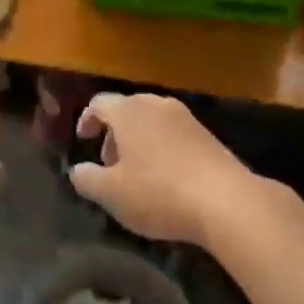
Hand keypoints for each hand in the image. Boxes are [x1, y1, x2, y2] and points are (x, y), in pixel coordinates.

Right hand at [68, 92, 256, 245]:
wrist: (226, 200)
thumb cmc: (159, 192)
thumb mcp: (112, 194)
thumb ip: (87, 179)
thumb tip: (77, 170)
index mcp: (129, 111)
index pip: (99, 103)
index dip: (87, 119)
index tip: (83, 140)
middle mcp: (156, 104)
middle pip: (127, 109)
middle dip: (113, 133)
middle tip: (109, 164)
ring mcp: (185, 117)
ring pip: (151, 120)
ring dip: (138, 141)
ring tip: (136, 174)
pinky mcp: (206, 134)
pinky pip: (173, 133)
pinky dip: (161, 147)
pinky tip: (166, 178)